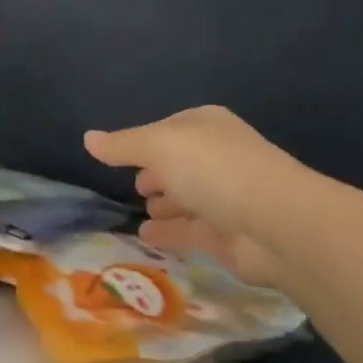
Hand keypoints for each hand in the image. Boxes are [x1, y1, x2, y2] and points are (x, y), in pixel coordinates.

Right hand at [85, 106, 305, 288]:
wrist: (275, 222)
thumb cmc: (214, 169)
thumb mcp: (159, 146)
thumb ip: (122, 145)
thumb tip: (87, 138)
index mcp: (206, 126)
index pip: (168, 129)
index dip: (144, 141)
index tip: (121, 156)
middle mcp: (218, 157)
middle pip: (180, 163)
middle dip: (158, 172)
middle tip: (136, 186)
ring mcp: (226, 197)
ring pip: (188, 197)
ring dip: (166, 202)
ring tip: (142, 209)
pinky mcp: (228, 235)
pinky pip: (191, 229)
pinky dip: (170, 231)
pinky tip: (146, 236)